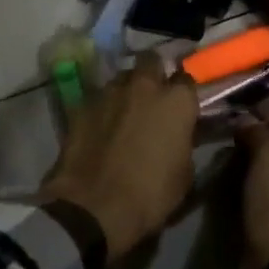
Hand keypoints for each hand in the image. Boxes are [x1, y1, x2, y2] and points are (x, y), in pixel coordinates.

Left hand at [41, 53, 198, 260]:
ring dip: (126, 90)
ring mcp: (110, 91)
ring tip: (124, 112)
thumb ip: (184, 142)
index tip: (182, 106)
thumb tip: (180, 134)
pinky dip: (103, 107)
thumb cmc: (149, 194)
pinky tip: (101, 126)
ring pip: (122, 77)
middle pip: (151, 61)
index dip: (183, 93)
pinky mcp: (82, 104)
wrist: (93, 207)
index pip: (186, 80)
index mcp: (176, 101)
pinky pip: (98, 97)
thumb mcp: (184, 174)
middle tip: (153, 97)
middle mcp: (144, 85)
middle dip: (153, 73)